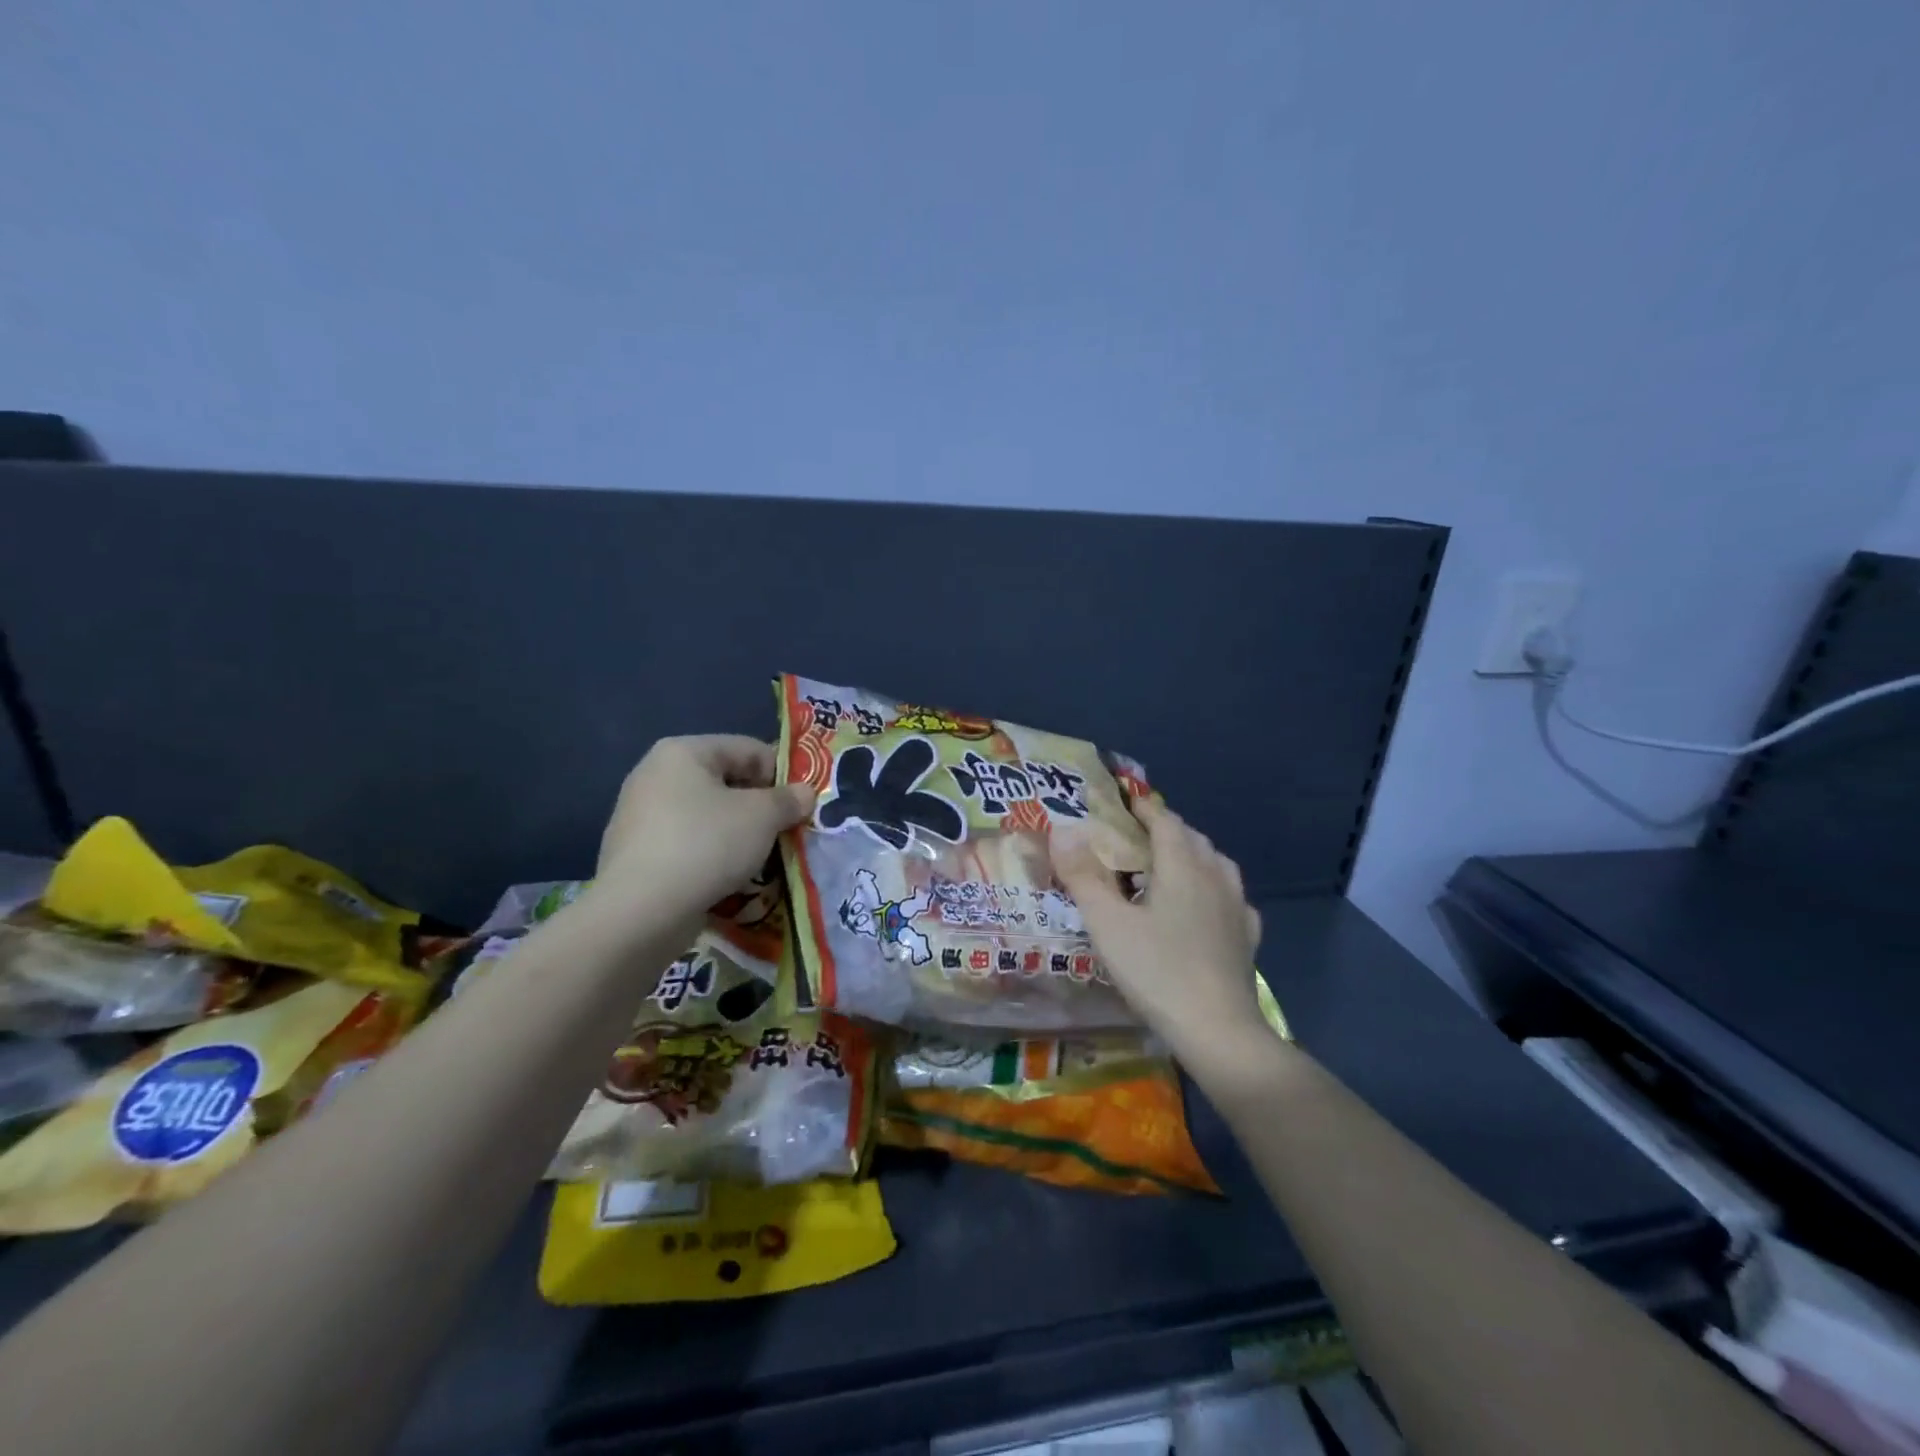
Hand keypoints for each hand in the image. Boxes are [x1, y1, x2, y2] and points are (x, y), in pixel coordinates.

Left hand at [593, 736, 814, 937]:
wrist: (640, 913)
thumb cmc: (706, 845)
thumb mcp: (762, 816)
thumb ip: (789, 800)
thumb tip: (805, 793)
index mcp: (682, 752)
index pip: (749, 749)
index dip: (782, 774)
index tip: (802, 805)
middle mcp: (655, 775)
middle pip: (727, 782)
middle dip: (761, 807)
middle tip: (787, 832)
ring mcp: (641, 816)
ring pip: (708, 816)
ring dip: (739, 833)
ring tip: (763, 859)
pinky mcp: (637, 855)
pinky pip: (689, 845)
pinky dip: (713, 856)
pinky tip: (730, 879)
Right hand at [1054, 798, 1269, 1068]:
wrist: (1218, 1030)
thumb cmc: (1157, 970)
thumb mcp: (1107, 923)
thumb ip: (1083, 876)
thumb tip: (1062, 830)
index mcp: (1182, 866)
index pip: (1165, 821)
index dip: (1145, 809)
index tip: (1126, 802)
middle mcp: (1215, 876)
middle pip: (1193, 838)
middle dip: (1167, 829)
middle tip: (1138, 837)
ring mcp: (1236, 907)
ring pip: (1217, 864)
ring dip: (1193, 855)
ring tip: (1170, 866)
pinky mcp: (1247, 937)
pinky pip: (1232, 898)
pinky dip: (1214, 889)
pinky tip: (1206, 906)